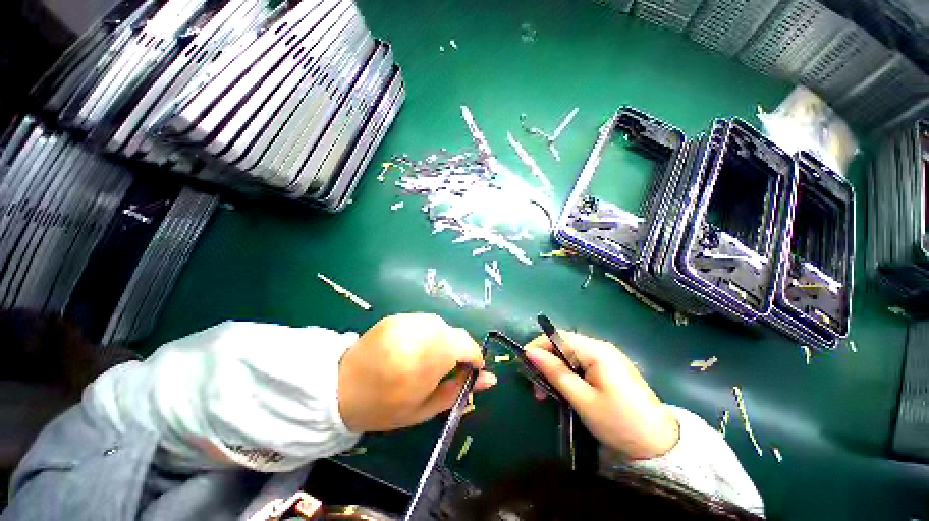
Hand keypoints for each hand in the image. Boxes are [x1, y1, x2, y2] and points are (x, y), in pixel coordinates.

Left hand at [338, 314, 496, 432]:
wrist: (339, 388)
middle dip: (459, 350)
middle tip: (448, 369)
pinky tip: (415, 348)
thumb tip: (490, 379)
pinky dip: (429, 334)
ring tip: (430, 358)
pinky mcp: (397, 316)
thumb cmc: (383, 407)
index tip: (471, 370)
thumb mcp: (425, 408)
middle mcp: (420, 332)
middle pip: (455, 333)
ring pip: (441, 325)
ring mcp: (407, 320)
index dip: (474, 358)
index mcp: (428, 358)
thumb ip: (459, 390)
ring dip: (444, 341)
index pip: (466, 346)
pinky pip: (425, 321)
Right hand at [524, 332, 678, 459]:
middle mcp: (601, 348)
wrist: (660, 446)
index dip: (538, 346)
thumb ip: (555, 373)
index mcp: (596, 351)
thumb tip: (530, 353)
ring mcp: (607, 358)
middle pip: (563, 345)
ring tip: (547, 393)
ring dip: (555, 370)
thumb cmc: (619, 423)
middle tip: (536, 387)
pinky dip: (567, 374)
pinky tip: (564, 390)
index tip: (523, 364)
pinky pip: (581, 363)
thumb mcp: (582, 400)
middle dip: (545, 361)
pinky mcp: (610, 369)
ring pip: (570, 355)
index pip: (558, 337)